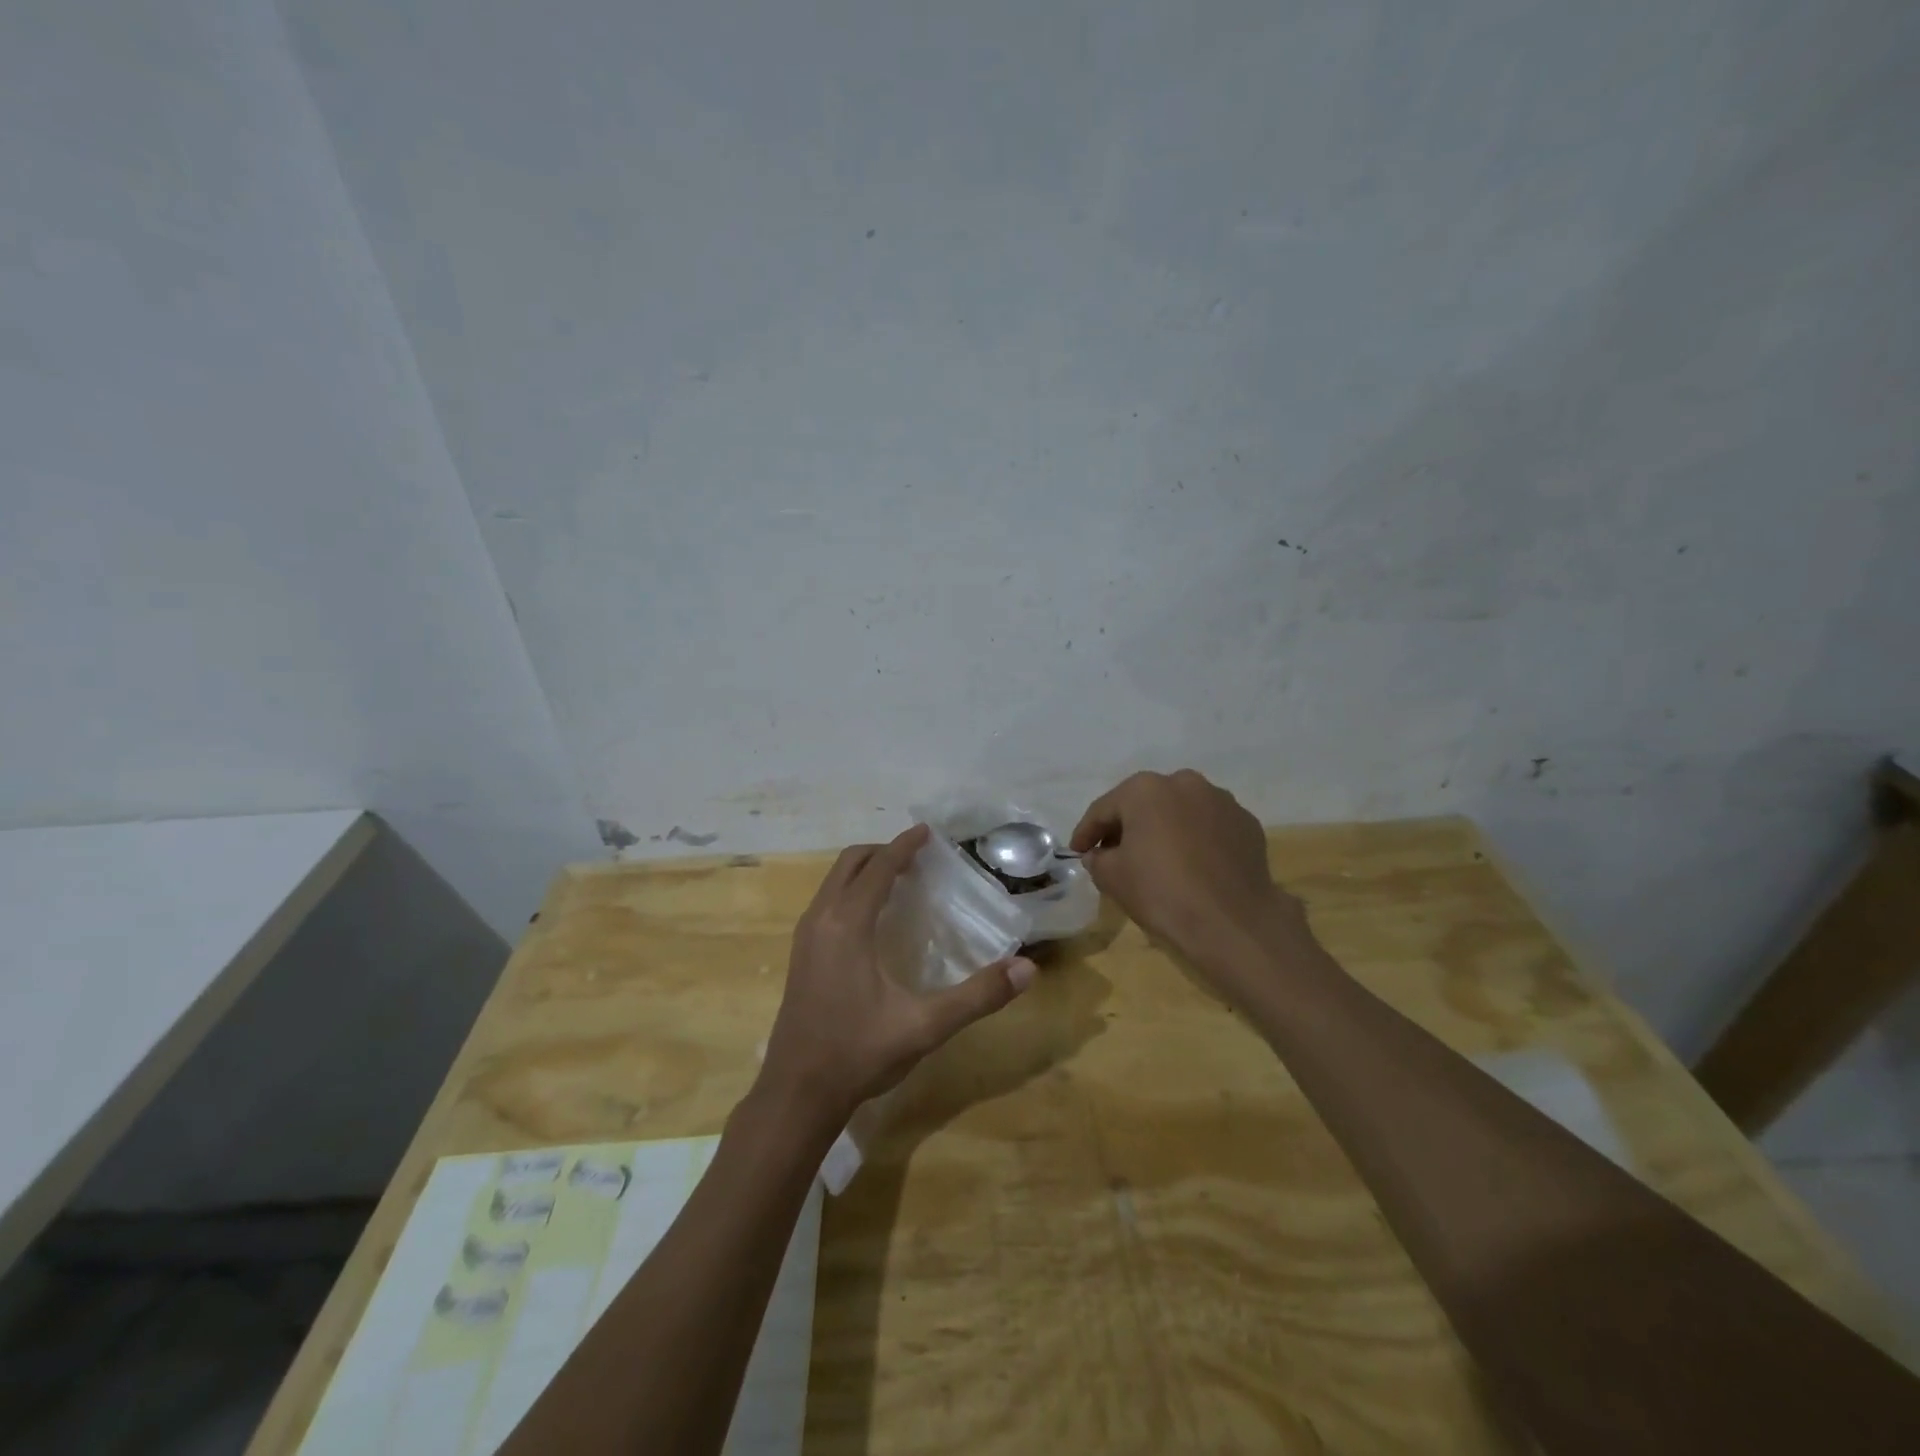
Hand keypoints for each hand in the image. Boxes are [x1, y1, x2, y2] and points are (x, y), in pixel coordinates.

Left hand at [759, 824, 1035, 1129]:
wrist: (797, 1094)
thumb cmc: (859, 1054)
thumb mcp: (925, 1027)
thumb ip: (977, 996)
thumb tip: (1026, 969)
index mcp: (847, 925)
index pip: (877, 868)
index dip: (904, 846)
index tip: (927, 832)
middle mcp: (821, 920)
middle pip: (849, 864)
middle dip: (882, 852)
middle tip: (917, 857)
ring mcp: (805, 938)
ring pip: (833, 882)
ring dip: (864, 870)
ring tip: (899, 880)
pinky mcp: (800, 956)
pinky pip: (826, 902)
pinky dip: (850, 891)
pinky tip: (873, 919)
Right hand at [1071, 770, 1308, 972]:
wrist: (1233, 921)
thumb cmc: (1162, 892)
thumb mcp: (1112, 878)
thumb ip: (1097, 859)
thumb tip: (1099, 854)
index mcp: (1145, 789)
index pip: (1104, 809)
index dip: (1086, 832)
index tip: (1077, 851)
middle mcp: (1184, 783)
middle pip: (1144, 804)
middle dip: (1127, 826)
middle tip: (1114, 853)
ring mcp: (1220, 800)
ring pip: (1179, 811)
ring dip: (1164, 829)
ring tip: (1157, 858)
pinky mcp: (1246, 823)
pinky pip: (1209, 827)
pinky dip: (1195, 840)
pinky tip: (1192, 865)